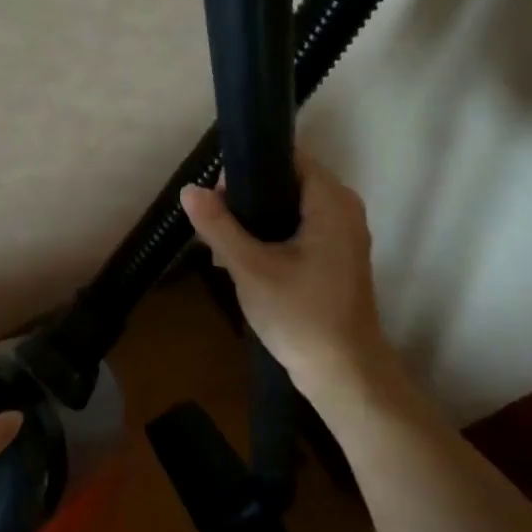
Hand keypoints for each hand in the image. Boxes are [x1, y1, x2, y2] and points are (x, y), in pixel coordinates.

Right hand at [180, 154, 396, 395]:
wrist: (343, 373)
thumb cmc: (300, 315)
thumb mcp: (250, 268)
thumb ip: (218, 225)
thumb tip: (189, 189)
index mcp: (331, 202)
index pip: (288, 159)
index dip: (248, 168)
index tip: (215, 192)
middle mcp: (343, 210)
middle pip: (286, 184)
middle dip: (245, 199)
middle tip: (212, 223)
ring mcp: (341, 236)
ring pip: (288, 210)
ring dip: (253, 223)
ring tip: (220, 246)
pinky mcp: (334, 259)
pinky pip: (297, 232)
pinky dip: (269, 239)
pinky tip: (240, 262)